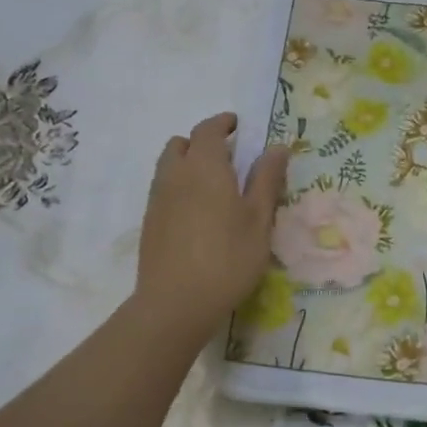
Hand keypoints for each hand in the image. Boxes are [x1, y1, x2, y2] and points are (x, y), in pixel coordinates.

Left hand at [135, 113, 288, 342]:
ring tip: (214, 185)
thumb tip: (277, 146)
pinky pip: (163, 189)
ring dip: (189, 163)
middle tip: (228, 157)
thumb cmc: (228, 258)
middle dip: (203, 142)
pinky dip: (180, 186)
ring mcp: (157, 199)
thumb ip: (267, 179)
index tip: (239, 126)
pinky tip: (198, 213)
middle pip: (182, 144)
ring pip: (169, 166)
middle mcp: (175, 175)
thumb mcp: (259, 219)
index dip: (223, 123)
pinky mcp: (150, 222)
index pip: (208, 130)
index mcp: (205, 167)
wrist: (176, 303)